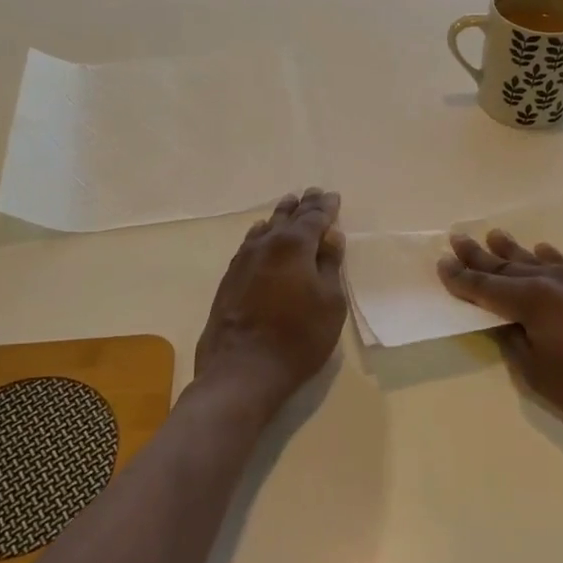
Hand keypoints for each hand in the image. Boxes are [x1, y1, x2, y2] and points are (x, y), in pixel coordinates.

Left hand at [195, 188, 346, 414]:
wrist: (242, 369)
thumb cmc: (298, 337)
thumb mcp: (330, 303)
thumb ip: (330, 265)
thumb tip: (331, 237)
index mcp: (295, 246)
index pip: (314, 218)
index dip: (326, 207)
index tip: (333, 196)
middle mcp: (267, 245)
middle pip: (288, 217)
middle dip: (303, 205)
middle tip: (312, 192)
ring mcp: (243, 260)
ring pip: (265, 228)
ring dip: (280, 216)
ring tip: (288, 205)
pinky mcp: (230, 279)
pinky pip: (249, 244)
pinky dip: (260, 234)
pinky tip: (259, 233)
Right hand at [437, 231, 562, 439]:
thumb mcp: (539, 374)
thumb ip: (515, 343)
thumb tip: (505, 324)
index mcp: (530, 302)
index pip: (485, 287)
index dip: (461, 278)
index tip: (442, 263)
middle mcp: (551, 282)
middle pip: (507, 267)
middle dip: (479, 255)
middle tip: (457, 237)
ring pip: (535, 261)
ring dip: (512, 250)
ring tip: (493, 235)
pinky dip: (548, 257)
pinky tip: (542, 250)